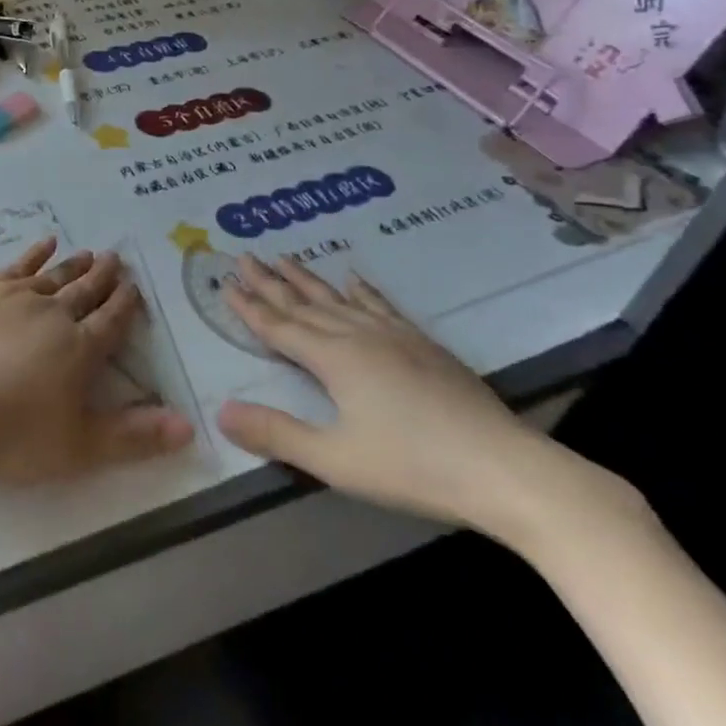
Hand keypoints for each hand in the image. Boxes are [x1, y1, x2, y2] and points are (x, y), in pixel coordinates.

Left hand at [0, 240, 194, 486]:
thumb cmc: (11, 439)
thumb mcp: (80, 449)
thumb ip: (135, 437)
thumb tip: (189, 426)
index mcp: (80, 349)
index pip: (111, 320)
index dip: (125, 304)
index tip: (134, 287)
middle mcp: (54, 314)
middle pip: (85, 291)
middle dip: (104, 277)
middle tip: (117, 258)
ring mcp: (16, 297)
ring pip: (55, 275)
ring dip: (74, 265)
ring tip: (90, 253)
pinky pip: (17, 265)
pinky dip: (34, 253)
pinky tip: (45, 244)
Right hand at [215, 254, 580, 539]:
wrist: (504, 468)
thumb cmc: (412, 466)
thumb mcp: (335, 459)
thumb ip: (276, 433)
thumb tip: (221, 411)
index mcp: (333, 359)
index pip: (279, 327)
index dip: (249, 306)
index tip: (225, 282)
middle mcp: (358, 336)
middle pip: (304, 304)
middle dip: (270, 282)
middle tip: (244, 256)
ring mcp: (395, 337)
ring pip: (339, 299)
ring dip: (308, 280)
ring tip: (285, 258)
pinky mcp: (424, 346)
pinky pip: (381, 306)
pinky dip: (363, 290)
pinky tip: (355, 279)